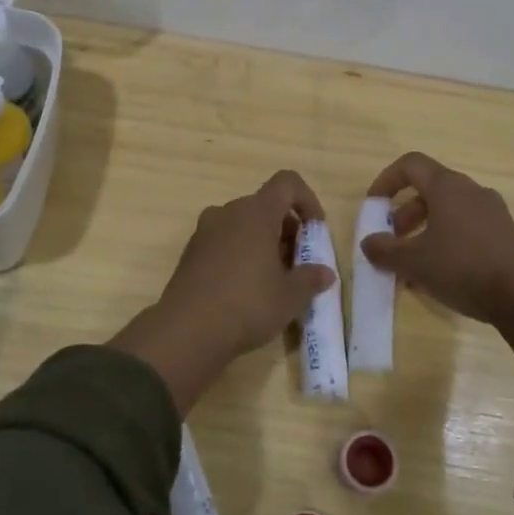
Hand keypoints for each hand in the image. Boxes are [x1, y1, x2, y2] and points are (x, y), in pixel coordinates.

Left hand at [110, 170, 335, 411]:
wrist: (187, 331)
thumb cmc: (248, 304)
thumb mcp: (290, 297)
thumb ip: (310, 279)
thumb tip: (325, 273)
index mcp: (256, 212)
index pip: (287, 183)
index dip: (307, 200)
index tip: (315, 230)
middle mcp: (228, 212)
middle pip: (264, 206)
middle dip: (286, 229)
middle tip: (297, 263)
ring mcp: (205, 232)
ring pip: (242, 225)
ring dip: (262, 243)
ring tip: (273, 279)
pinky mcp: (190, 253)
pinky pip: (223, 242)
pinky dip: (240, 254)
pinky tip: (245, 289)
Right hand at [362, 152, 513, 380]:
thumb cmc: (462, 267)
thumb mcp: (414, 262)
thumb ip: (385, 250)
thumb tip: (368, 242)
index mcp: (447, 187)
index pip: (410, 164)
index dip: (387, 180)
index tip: (374, 205)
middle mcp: (471, 191)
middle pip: (429, 190)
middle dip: (404, 214)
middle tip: (393, 240)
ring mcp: (492, 212)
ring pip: (448, 212)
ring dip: (424, 231)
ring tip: (412, 265)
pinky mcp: (505, 235)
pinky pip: (467, 228)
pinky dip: (446, 242)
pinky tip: (440, 275)